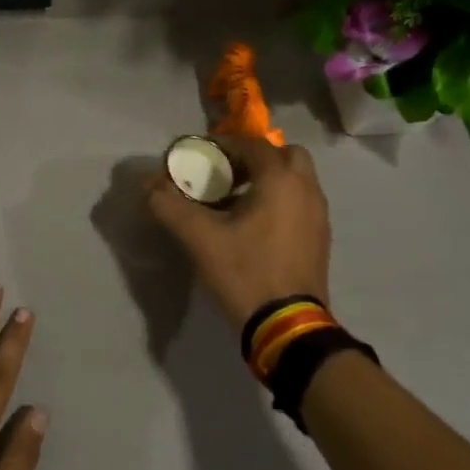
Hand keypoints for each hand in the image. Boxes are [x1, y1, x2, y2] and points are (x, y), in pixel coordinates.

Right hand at [147, 134, 330, 329]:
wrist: (288, 326)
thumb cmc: (245, 272)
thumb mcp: (199, 238)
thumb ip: (169, 205)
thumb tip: (148, 184)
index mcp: (280, 180)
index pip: (251, 144)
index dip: (223, 145)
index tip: (199, 156)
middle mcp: (306, 189)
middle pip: (284, 155)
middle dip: (254, 158)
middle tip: (226, 175)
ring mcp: (318, 215)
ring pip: (295, 180)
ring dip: (268, 180)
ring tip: (235, 201)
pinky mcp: (320, 238)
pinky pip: (300, 202)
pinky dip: (279, 200)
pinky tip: (253, 226)